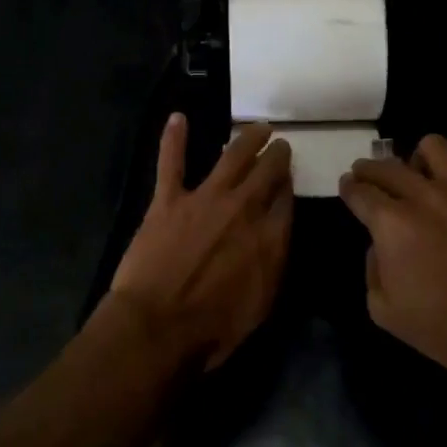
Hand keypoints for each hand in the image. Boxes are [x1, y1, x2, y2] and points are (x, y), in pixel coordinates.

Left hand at [110, 115, 292, 370]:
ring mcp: (205, 198)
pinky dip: (173, 138)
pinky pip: (172, 162)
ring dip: (248, 138)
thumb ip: (274, 262)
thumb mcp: (262, 303)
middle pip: (267, 172)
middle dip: (277, 155)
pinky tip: (177, 117)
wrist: (158, 327)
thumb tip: (279, 233)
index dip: (289, 185)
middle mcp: (243, 208)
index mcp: (269, 237)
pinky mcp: (169, 199)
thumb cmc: (213, 328)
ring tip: (258, 127)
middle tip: (281, 144)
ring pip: (232, 156)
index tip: (289, 177)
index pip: (286, 199)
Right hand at [339, 135, 446, 378]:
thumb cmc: (443, 326)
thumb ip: (372, 269)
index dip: (349, 188)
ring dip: (418, 159)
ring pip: (432, 147)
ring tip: (418, 175)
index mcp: (391, 223)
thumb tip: (380, 245)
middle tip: (366, 176)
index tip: (347, 187)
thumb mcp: (384, 310)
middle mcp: (422, 196)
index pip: (360, 191)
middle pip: (386, 166)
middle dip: (369, 169)